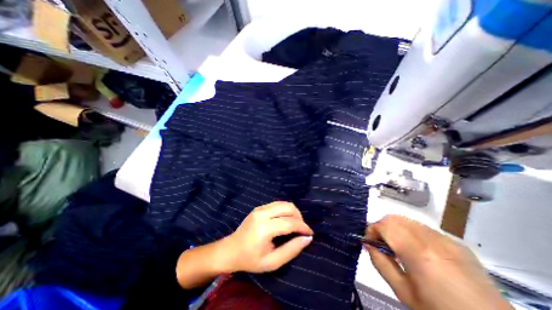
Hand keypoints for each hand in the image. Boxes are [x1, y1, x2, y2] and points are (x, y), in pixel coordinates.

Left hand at [221, 201, 312, 270]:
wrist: (231, 250)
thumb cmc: (251, 259)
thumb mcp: (272, 262)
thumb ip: (291, 250)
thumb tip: (307, 238)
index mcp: (264, 228)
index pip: (290, 222)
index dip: (303, 227)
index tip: (310, 233)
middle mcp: (262, 213)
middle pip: (288, 207)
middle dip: (299, 217)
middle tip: (302, 229)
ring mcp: (260, 208)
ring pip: (284, 203)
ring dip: (293, 212)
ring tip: (295, 225)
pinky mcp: (259, 207)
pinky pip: (278, 204)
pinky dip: (286, 210)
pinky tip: (286, 220)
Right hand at [366, 215, 512, 309]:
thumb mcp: (403, 292)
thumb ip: (381, 263)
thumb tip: (368, 244)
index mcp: (418, 252)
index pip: (384, 225)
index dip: (371, 230)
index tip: (370, 242)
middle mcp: (432, 239)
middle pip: (394, 218)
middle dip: (382, 227)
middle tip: (382, 244)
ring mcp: (446, 239)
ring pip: (407, 220)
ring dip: (396, 229)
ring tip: (399, 247)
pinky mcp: (457, 243)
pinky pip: (424, 228)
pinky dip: (411, 233)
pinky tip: (418, 251)